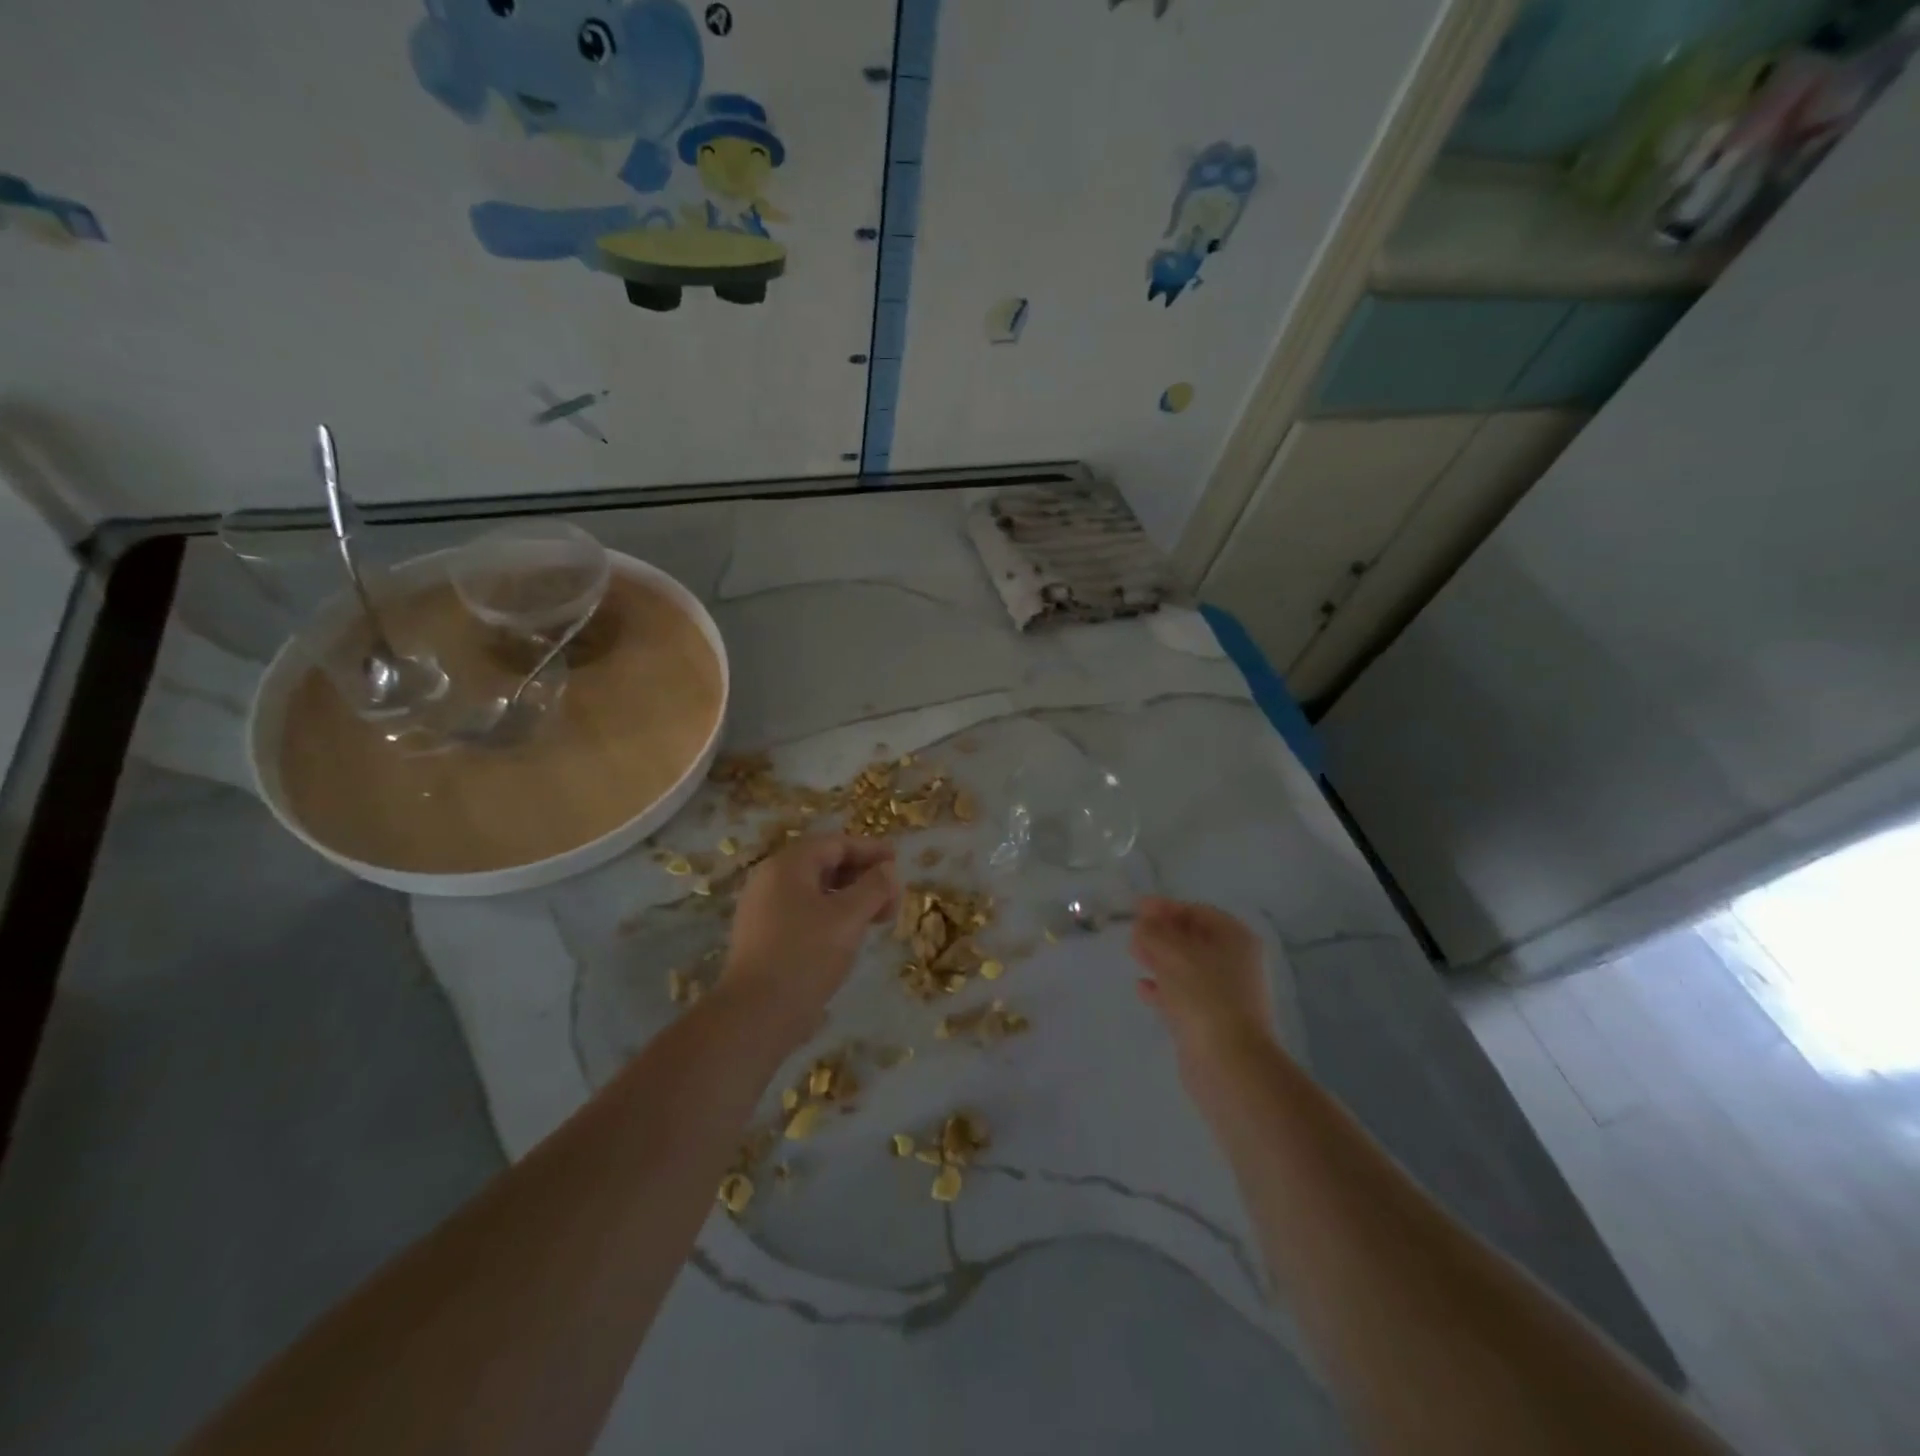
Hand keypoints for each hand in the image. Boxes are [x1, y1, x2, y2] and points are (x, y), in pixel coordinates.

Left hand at [720, 834, 897, 1042]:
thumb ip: (874, 887)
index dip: (870, 849)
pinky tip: (849, 936)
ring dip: (849, 898)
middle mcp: (770, 880)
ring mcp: (762, 910)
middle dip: (862, 876)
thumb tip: (887, 869)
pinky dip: (831, 916)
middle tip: (891, 895)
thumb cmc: (806, 954)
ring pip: (814, 891)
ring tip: (876, 918)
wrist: (756, 1014)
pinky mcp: (763, 938)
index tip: (897, 860)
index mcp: (788, 865)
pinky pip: (803, 913)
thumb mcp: (849, 916)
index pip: (835, 843)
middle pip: (823, 864)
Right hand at [1129, 897, 1275, 1064]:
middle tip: (1133, 932)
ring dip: (1160, 959)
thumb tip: (1143, 924)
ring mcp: (1225, 994)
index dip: (1166, 907)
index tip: (1136, 909)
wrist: (1228, 1062)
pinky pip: (1184, 995)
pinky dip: (1164, 988)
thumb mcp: (1172, 952)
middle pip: (1193, 939)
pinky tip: (1142, 988)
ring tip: (1134, 954)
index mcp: (1235, 938)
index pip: (1197, 911)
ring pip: (1187, 967)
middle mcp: (1235, 963)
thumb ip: (1153, 931)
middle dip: (1162, 933)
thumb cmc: (1203, 994)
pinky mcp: (1212, 1020)